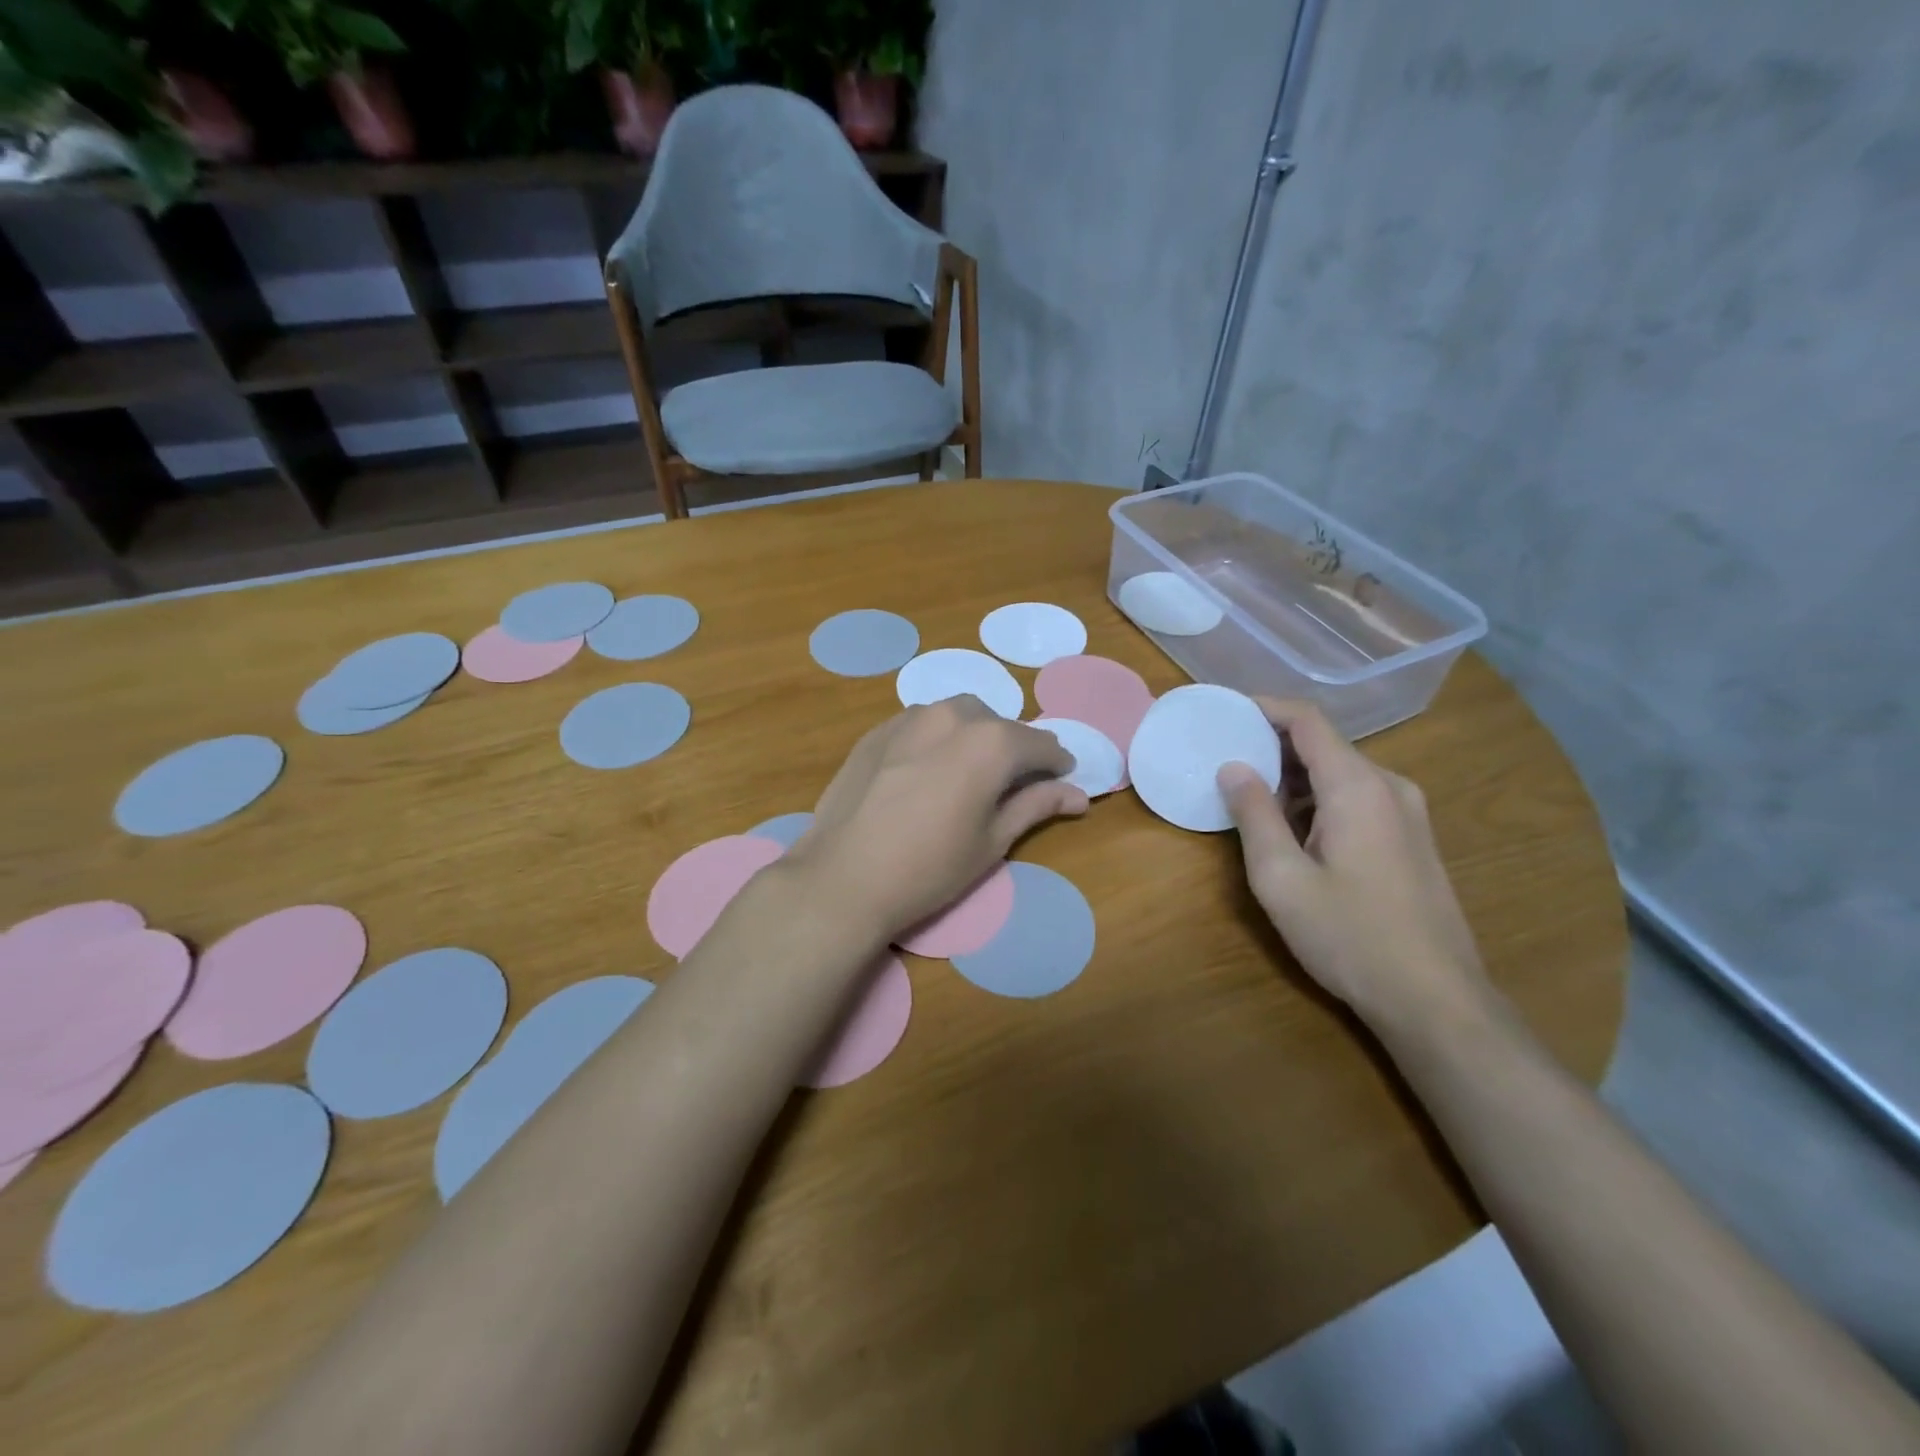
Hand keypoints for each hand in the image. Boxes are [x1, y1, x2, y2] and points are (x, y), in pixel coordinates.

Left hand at [790, 697, 1089, 940]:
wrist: (844, 877)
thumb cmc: (930, 867)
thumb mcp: (993, 841)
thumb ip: (1036, 805)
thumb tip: (1078, 794)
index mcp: (991, 741)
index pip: (1040, 743)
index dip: (1056, 763)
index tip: (1060, 781)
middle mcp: (953, 715)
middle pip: (998, 725)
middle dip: (1012, 749)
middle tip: (1009, 785)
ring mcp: (909, 718)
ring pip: (957, 717)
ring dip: (973, 737)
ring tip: (966, 776)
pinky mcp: (877, 731)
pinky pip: (921, 724)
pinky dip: (937, 740)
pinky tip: (926, 773)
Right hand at [1216, 701, 1490, 1031]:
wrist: (1436, 1000)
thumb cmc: (1350, 936)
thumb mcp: (1281, 878)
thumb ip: (1254, 815)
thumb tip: (1233, 767)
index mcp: (1357, 786)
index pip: (1307, 721)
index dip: (1264, 708)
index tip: (1225, 712)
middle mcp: (1390, 787)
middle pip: (1325, 745)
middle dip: (1273, 746)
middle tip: (1225, 760)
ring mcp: (1408, 814)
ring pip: (1341, 774)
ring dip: (1294, 778)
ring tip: (1250, 798)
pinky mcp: (1413, 840)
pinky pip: (1358, 799)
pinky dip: (1319, 800)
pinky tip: (1294, 832)